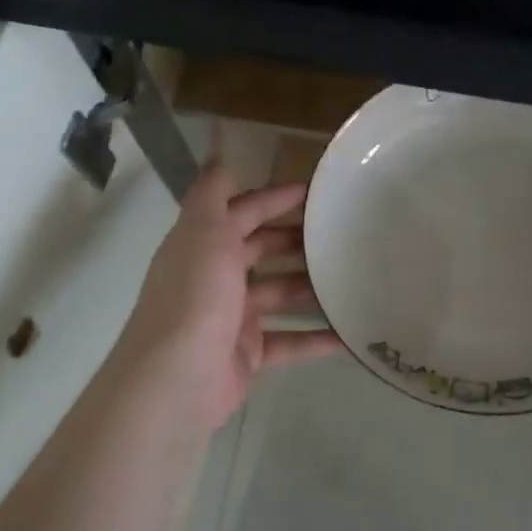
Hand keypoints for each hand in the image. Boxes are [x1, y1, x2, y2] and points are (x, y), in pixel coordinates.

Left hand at [115, 160, 343, 429]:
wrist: (177, 379)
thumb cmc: (195, 297)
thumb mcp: (203, 233)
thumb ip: (212, 194)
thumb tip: (216, 152)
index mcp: (203, 246)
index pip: (241, 213)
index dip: (273, 199)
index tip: (315, 191)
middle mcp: (215, 278)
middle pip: (262, 252)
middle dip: (297, 241)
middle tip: (342, 234)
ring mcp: (232, 319)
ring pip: (279, 295)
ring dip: (312, 287)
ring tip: (354, 277)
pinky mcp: (248, 355)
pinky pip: (290, 341)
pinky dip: (317, 339)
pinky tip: (351, 334)